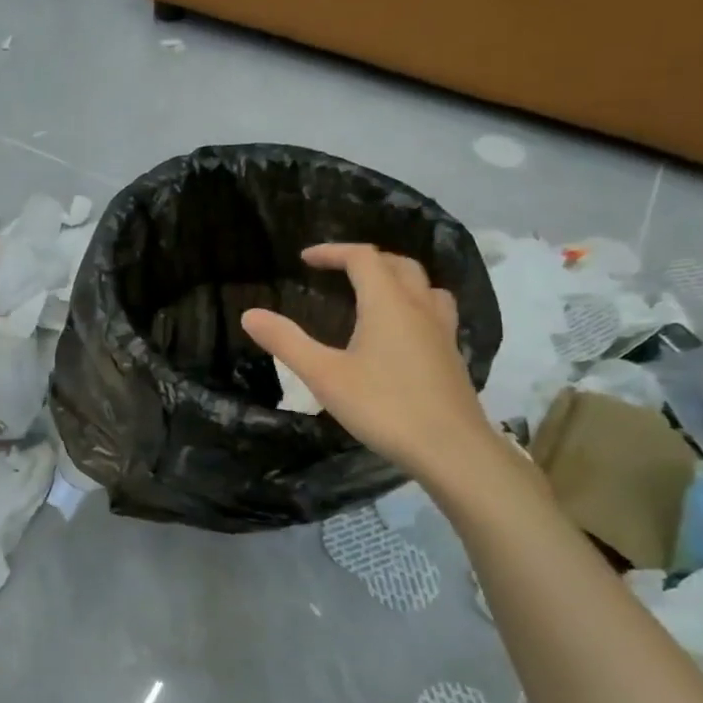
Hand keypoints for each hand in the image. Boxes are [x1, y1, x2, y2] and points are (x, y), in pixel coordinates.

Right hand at [241, 243, 498, 483]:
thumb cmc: (384, 407)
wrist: (452, 450)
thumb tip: (249, 314)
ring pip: (424, 285)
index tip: (305, 259)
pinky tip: (401, 332)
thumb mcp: (324, 376)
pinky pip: (435, 311)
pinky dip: (414, 304)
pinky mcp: (452, 355)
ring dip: (397, 278)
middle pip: (397, 264)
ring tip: (374, 293)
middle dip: (365, 260)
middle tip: (337, 272)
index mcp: (388, 303)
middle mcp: (419, 307)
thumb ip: (286, 342)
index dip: (333, 252)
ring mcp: (442, 331)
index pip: (362, 258)